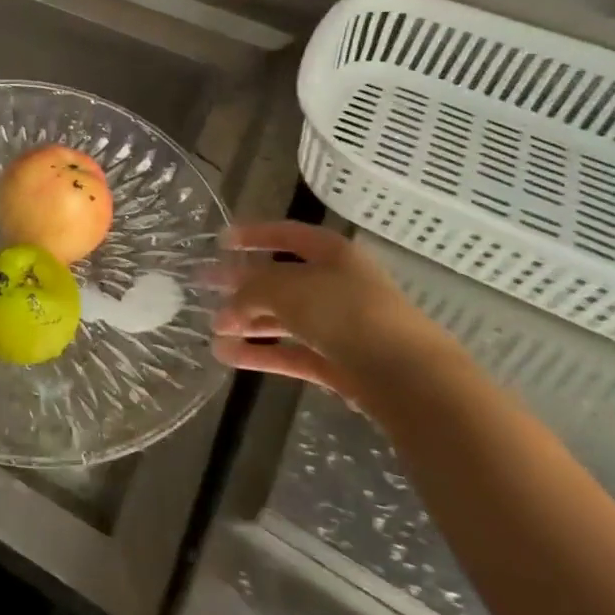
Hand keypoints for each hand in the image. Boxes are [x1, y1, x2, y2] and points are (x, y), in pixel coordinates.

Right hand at [212, 221, 452, 403]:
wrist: (410, 379)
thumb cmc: (345, 313)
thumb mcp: (284, 288)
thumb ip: (250, 289)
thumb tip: (229, 306)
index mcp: (332, 253)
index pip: (286, 235)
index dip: (253, 234)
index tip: (220, 241)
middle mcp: (337, 285)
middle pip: (280, 279)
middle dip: (241, 283)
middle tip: (204, 285)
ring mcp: (340, 327)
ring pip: (284, 319)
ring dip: (247, 322)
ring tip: (213, 329)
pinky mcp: (340, 365)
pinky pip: (291, 353)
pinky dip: (261, 354)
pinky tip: (227, 356)